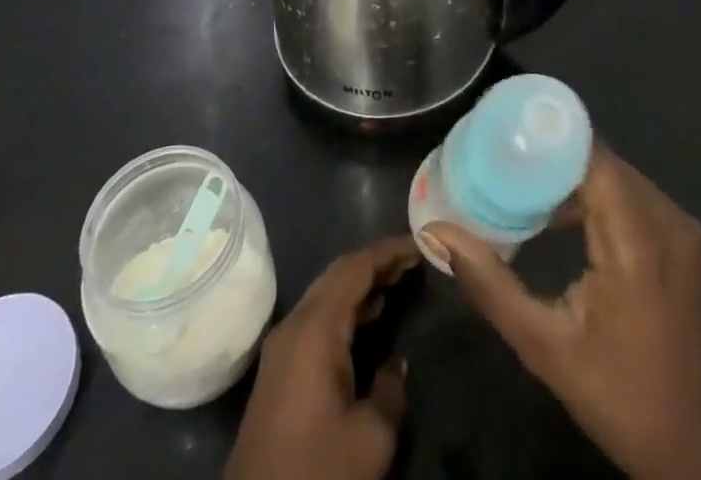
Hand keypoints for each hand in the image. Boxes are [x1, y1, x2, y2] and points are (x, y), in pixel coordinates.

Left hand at [224, 235, 420, 479]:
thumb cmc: (317, 471)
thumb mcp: (370, 438)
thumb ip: (391, 390)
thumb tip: (396, 363)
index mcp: (316, 327)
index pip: (355, 267)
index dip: (388, 251)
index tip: (420, 243)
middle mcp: (296, 323)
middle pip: (339, 273)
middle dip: (376, 261)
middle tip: (413, 259)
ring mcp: (283, 344)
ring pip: (327, 293)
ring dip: (361, 283)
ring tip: (399, 281)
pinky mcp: (280, 366)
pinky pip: (318, 316)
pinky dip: (347, 306)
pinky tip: (370, 317)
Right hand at [424, 145, 700, 479]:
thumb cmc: (623, 401)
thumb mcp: (546, 349)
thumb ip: (490, 285)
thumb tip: (438, 232)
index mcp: (638, 240)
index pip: (591, 154)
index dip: (548, 136)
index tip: (504, 131)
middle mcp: (668, 220)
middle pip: (602, 160)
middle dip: (553, 155)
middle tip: (503, 158)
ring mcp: (684, 231)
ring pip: (619, 176)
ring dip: (576, 175)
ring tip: (525, 183)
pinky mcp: (688, 244)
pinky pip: (636, 197)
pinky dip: (601, 195)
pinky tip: (566, 216)